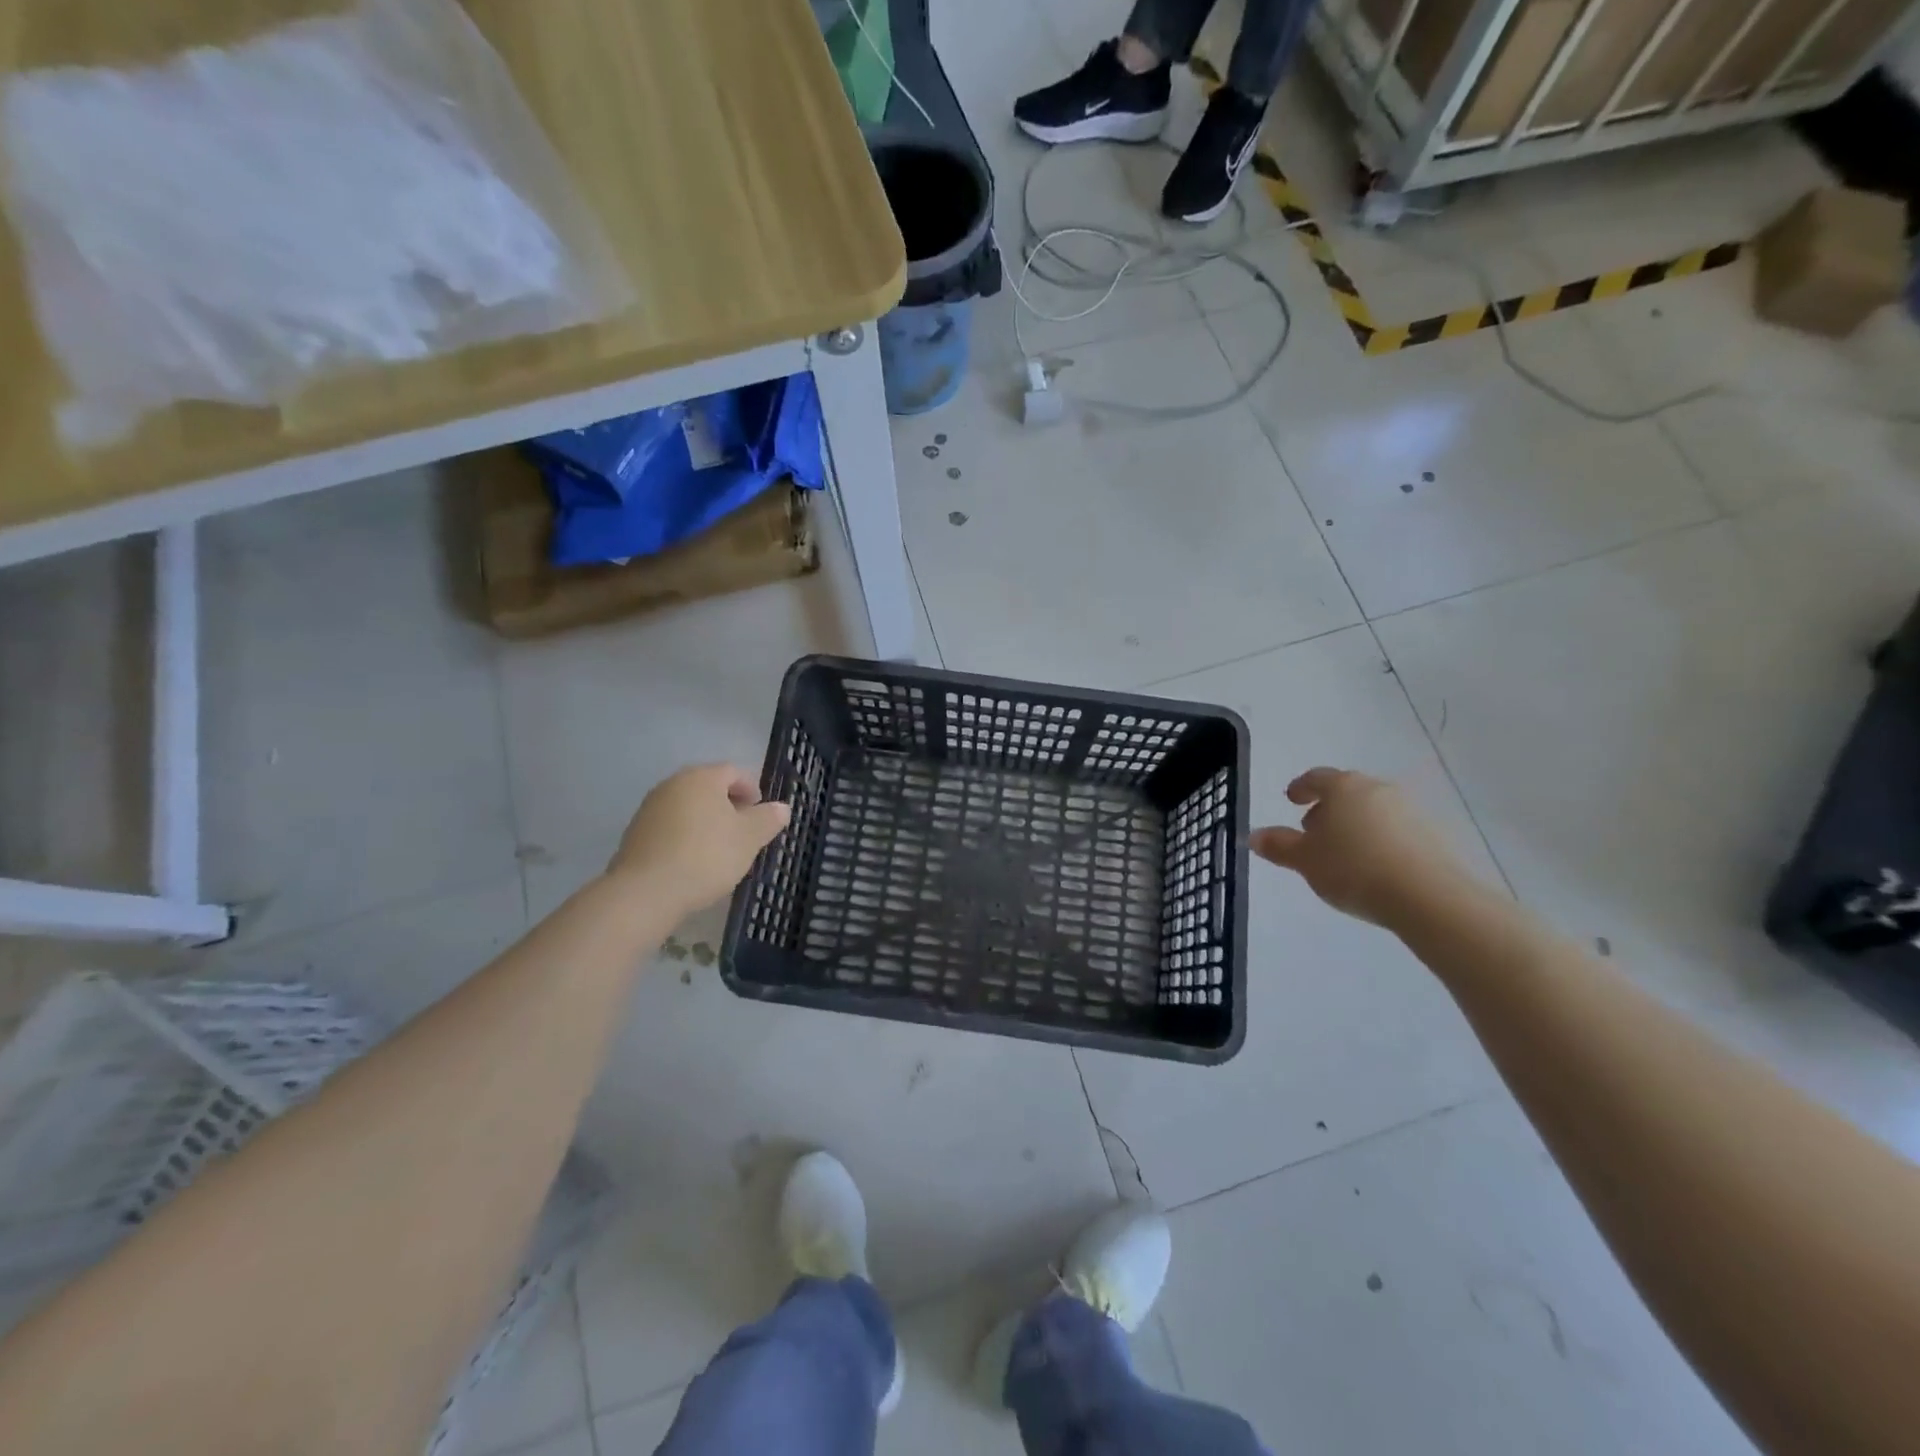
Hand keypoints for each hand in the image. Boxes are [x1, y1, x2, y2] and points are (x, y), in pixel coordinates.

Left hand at [607, 764, 789, 916]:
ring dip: (707, 821)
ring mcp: (650, 808)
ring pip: (688, 807)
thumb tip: (782, 807)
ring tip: (720, 848)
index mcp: (702, 778)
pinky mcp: (635, 833)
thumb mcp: (749, 838)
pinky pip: (670, 826)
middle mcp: (673, 784)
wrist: (647, 892)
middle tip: (744, 831)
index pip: (733, 772)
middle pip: (708, 787)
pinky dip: (686, 835)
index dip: (752, 789)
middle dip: (729, 805)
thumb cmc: (706, 856)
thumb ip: (768, 819)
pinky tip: (693, 860)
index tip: (761, 813)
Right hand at [1251, 768, 1473, 927]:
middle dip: (1328, 807)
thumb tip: (1254, 835)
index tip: (1292, 799)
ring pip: (1373, 810)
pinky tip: (1373, 865)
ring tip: (1343, 852)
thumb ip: (1279, 846)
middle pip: (1347, 792)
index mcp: (1343, 788)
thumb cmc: (1354, 869)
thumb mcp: (1305, 860)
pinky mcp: (1433, 834)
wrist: (1428, 896)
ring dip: (1355, 824)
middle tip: (1313, 829)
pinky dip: (1379, 839)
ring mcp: (1410, 810)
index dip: (1301, 788)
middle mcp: (1378, 789)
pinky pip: (1396, 829)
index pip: (1316, 777)